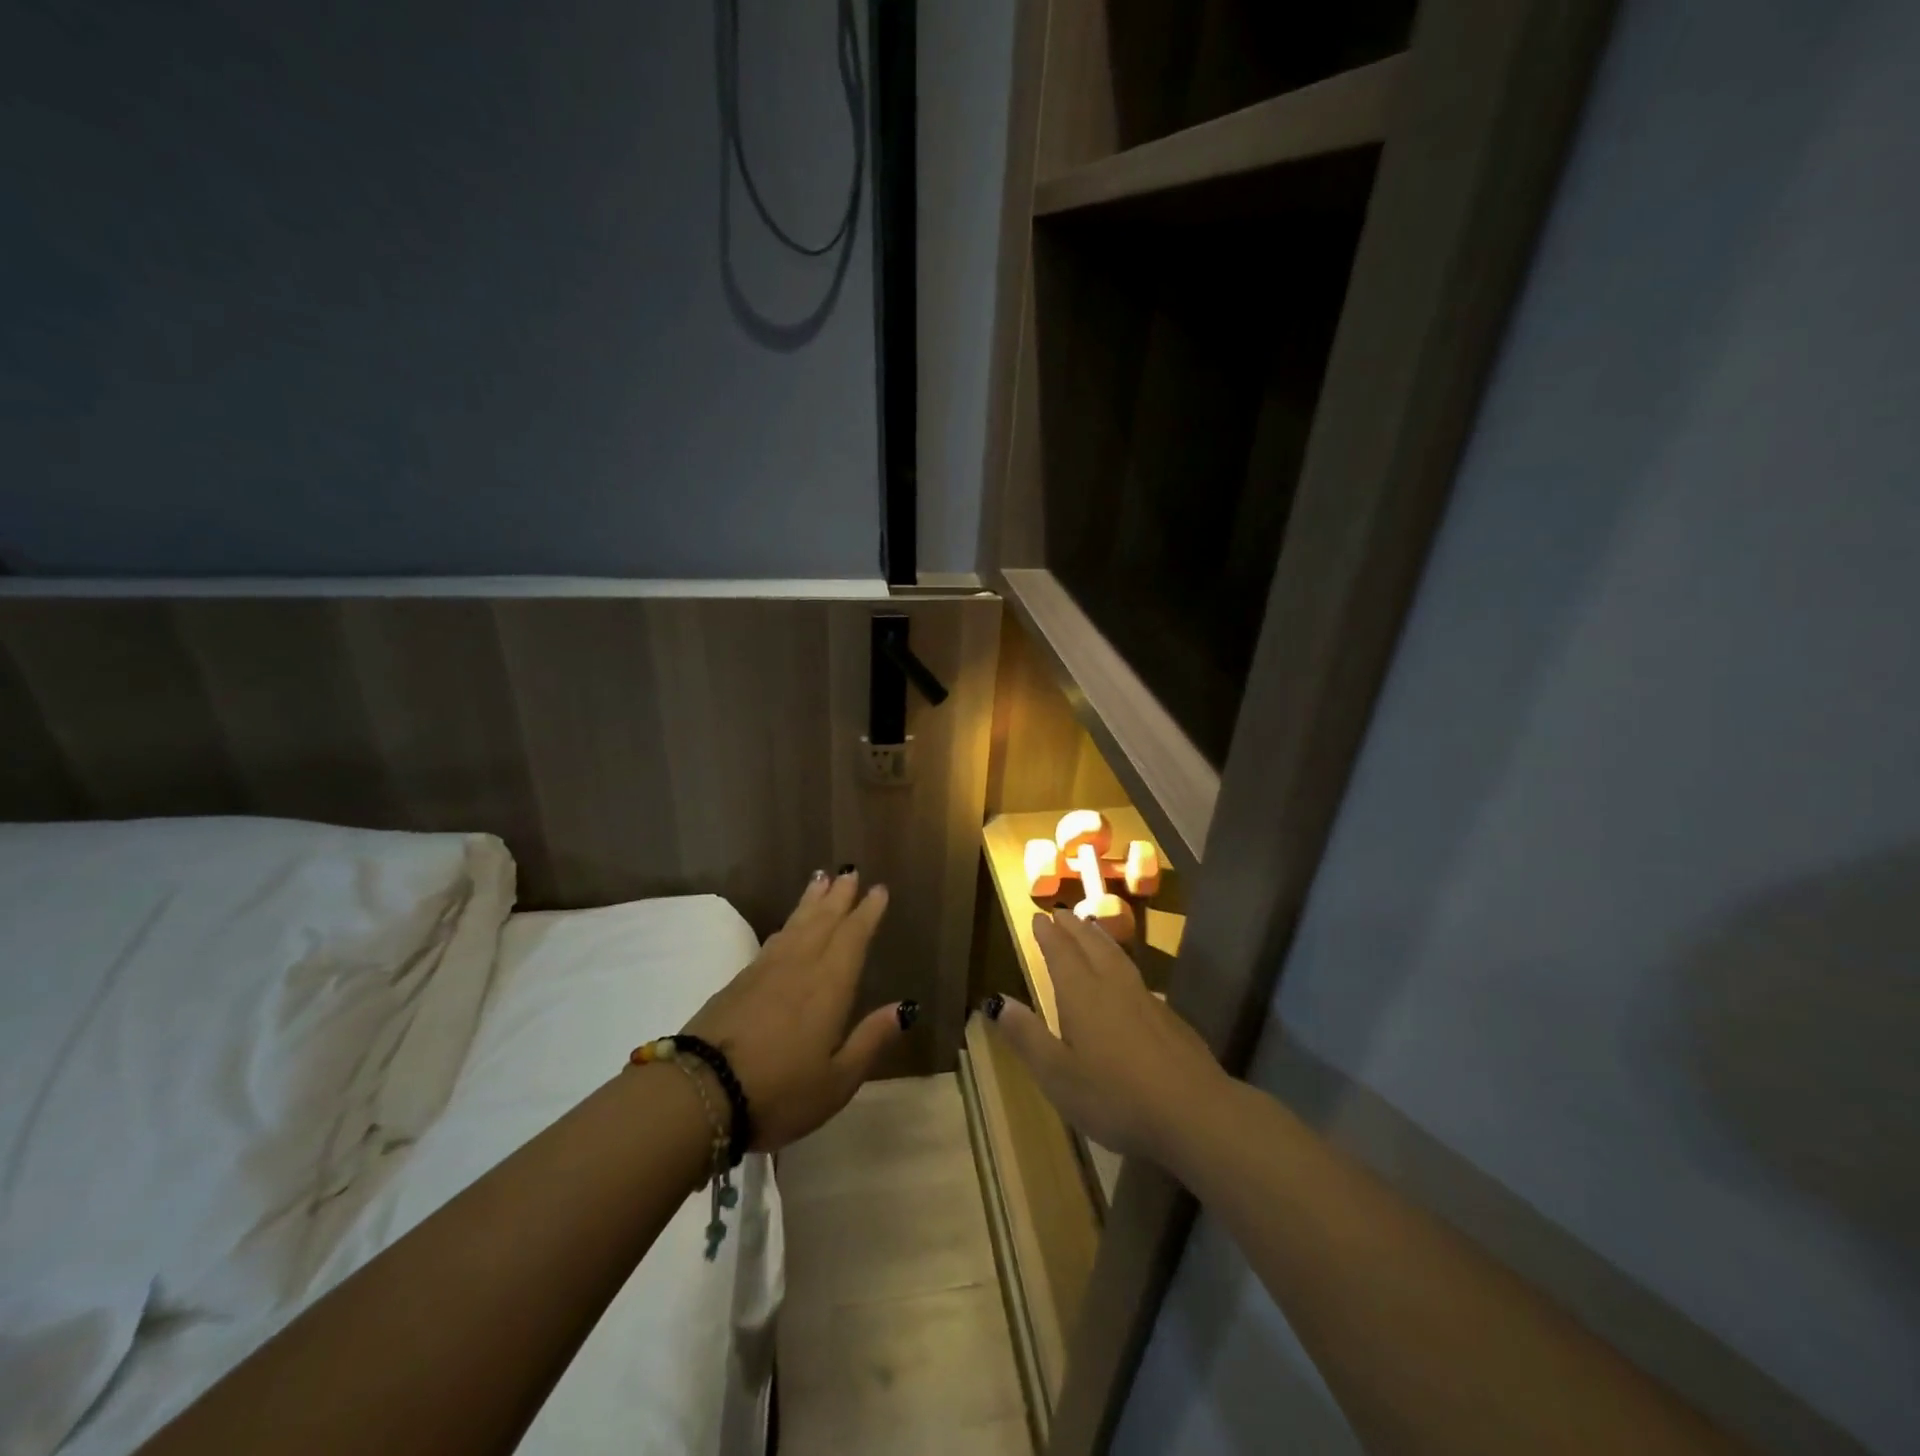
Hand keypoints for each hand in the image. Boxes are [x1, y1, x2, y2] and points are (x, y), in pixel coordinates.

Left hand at [682, 869, 905, 1150]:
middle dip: (839, 896)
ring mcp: (766, 971)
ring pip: (796, 925)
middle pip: (823, 921)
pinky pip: (773, 941)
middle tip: (850, 871)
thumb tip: (904, 1008)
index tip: (878, 889)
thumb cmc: (780, 1091)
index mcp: (829, 986)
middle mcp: (800, 966)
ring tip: (821, 879)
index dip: (867, 912)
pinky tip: (787, 926)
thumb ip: (871, 1040)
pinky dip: (786, 926)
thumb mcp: (837, 1080)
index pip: (853, 937)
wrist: (701, 1092)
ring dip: (811, 901)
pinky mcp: (739, 981)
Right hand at [988, 908, 1230, 1169]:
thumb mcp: (1057, 1074)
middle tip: (1062, 913)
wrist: (1194, 1112)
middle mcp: (1113, 986)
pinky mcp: (1170, 1019)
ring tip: (1091, 928)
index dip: (1048, 935)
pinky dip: (1122, 963)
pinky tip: (1126, 978)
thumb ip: (1027, 1035)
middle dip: (1074, 928)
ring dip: (1100, 939)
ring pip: (1118, 957)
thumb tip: (996, 1000)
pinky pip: (1136, 976)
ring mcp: (1146, 1000)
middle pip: (1091, 946)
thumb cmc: (1115, 1097)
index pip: (1061, 953)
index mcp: (1081, 995)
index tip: (1038, 916)